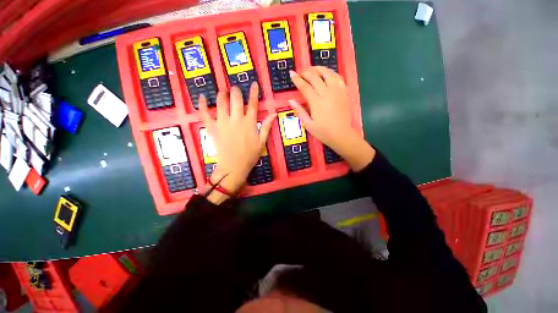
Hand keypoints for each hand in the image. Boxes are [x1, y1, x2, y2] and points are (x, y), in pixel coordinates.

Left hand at [199, 83, 275, 201]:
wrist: (233, 167)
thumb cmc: (249, 156)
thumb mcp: (262, 142)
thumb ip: (266, 127)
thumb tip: (273, 114)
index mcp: (249, 123)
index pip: (252, 104)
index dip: (253, 93)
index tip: (253, 84)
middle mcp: (236, 119)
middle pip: (235, 99)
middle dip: (236, 91)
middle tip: (235, 89)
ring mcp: (223, 122)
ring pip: (221, 102)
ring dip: (222, 94)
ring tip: (223, 91)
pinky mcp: (212, 128)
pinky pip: (205, 114)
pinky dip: (202, 105)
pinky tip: (202, 97)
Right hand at [289, 66, 374, 170]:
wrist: (341, 135)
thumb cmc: (323, 132)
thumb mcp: (308, 124)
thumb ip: (299, 111)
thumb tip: (290, 100)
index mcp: (316, 102)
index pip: (305, 86)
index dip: (297, 79)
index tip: (291, 73)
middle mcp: (327, 93)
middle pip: (315, 76)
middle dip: (306, 72)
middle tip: (300, 71)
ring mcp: (337, 91)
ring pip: (327, 73)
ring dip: (318, 69)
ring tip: (312, 70)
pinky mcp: (344, 92)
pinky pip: (338, 77)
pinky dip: (330, 73)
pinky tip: (326, 74)